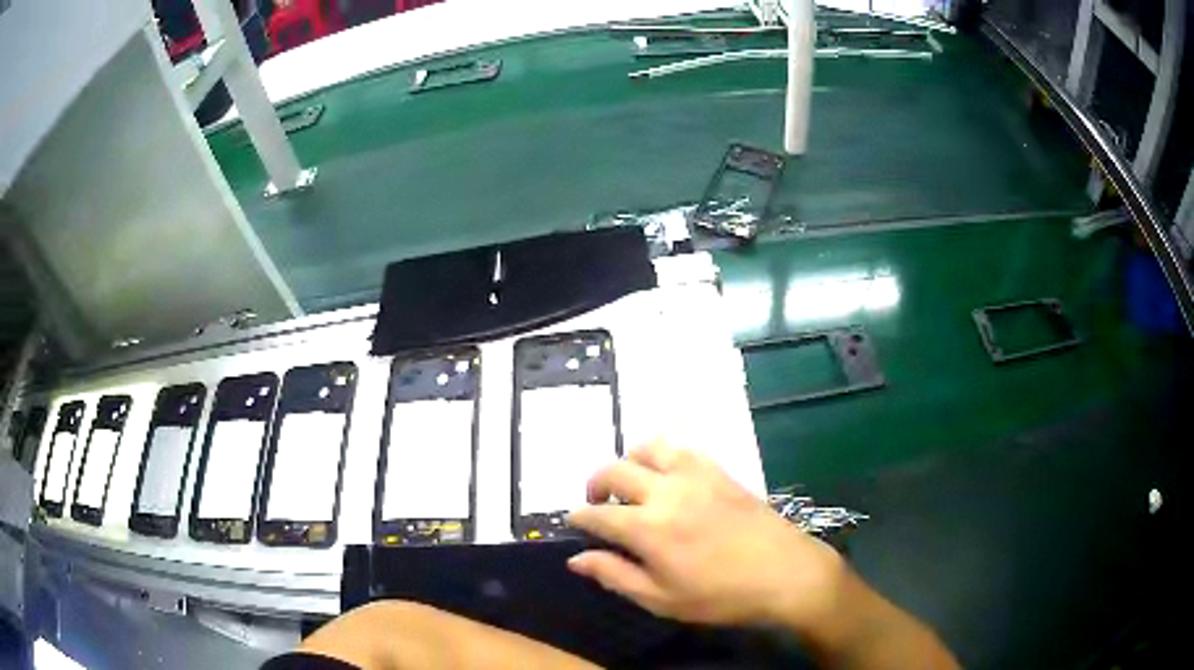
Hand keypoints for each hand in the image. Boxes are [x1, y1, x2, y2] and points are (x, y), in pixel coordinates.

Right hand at [566, 442, 843, 628]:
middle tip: (597, 502)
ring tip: (631, 483)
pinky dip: (663, 456)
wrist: (784, 573)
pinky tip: (668, 477)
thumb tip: (576, 559)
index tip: (573, 522)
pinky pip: (682, 449)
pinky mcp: (719, 470)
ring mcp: (695, 475)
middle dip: (596, 483)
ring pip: (648, 448)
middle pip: (615, 470)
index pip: (597, 514)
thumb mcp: (661, 600)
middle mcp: (666, 491)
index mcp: (648, 528)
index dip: (579, 517)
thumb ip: (615, 576)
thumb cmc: (720, 595)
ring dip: (629, 461)